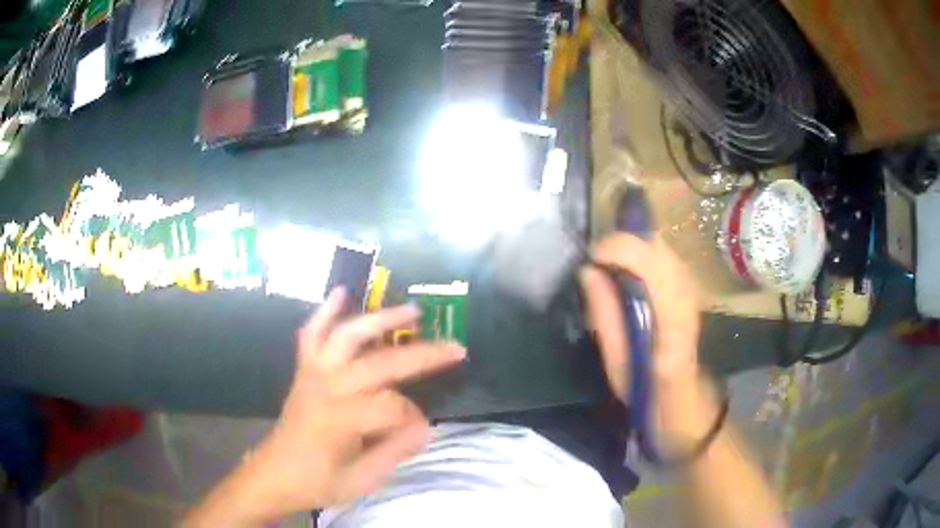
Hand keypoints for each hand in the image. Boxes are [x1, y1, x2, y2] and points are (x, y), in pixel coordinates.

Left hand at [184, 288, 465, 525]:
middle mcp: (326, 387)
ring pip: (348, 336)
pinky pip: (311, 334)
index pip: (393, 407)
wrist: (273, 474)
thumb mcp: (362, 480)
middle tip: (455, 348)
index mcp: (340, 419)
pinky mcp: (303, 370)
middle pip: (380, 363)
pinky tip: (340, 292)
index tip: (422, 431)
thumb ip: (395, 451)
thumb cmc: (317, 481)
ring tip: (413, 310)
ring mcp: (312, 373)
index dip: (414, 418)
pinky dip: (325, 312)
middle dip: (421, 355)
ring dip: (381, 319)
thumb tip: (428, 428)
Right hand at [580, 233, 701, 402]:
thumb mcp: (617, 365)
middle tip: (596, 261)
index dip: (619, 249)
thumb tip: (588, 271)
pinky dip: (643, 254)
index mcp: (671, 323)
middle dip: (622, 244)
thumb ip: (605, 316)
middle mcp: (687, 297)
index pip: (652, 265)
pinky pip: (665, 256)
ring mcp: (693, 290)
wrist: (686, 401)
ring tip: (609, 265)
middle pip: (658, 247)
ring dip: (632, 248)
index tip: (591, 258)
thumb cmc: (648, 393)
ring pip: (663, 247)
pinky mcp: (691, 288)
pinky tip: (629, 271)